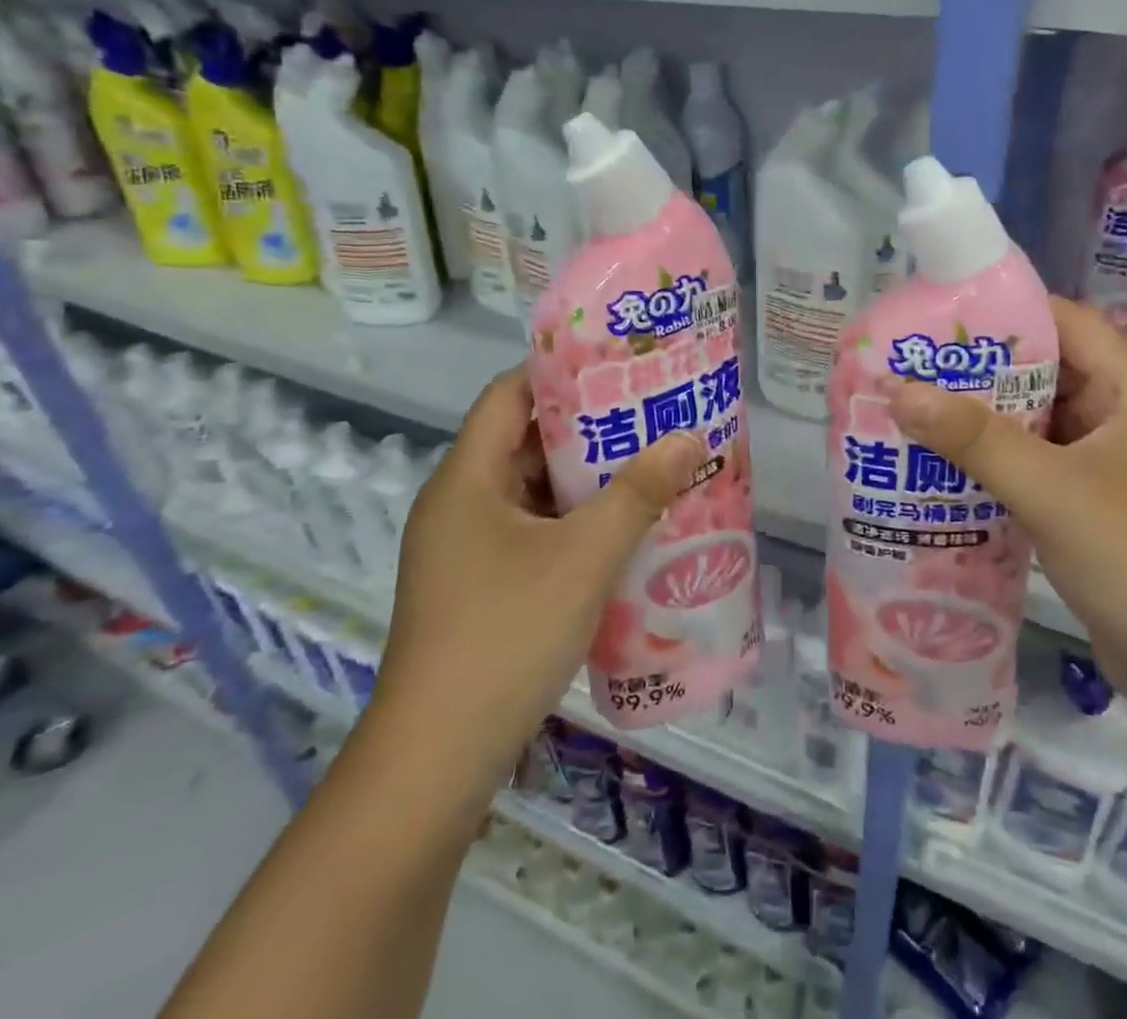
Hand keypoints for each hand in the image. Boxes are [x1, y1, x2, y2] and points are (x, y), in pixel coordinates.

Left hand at [370, 367, 704, 785]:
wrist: (436, 761)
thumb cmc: (505, 635)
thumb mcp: (584, 557)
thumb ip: (639, 493)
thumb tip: (690, 437)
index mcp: (467, 479)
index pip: (509, 395)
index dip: (560, 371)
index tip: (618, 364)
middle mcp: (459, 505)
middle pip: (525, 442)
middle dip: (589, 428)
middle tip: (651, 415)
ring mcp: (465, 551)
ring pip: (532, 492)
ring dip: (587, 481)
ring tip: (650, 465)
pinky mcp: (478, 588)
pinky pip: (533, 534)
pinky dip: (574, 524)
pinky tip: (623, 531)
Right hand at [887, 297, 1126, 705]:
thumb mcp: (1053, 490)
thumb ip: (975, 438)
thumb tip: (897, 389)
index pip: (1068, 323)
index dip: (1007, 311)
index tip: (939, 313)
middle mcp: (1123, 419)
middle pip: (1045, 373)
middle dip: (979, 370)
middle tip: (910, 364)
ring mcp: (1108, 468)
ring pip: (1035, 424)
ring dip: (981, 420)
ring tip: (912, 409)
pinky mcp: (1090, 509)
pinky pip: (1033, 467)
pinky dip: (992, 462)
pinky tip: (941, 467)